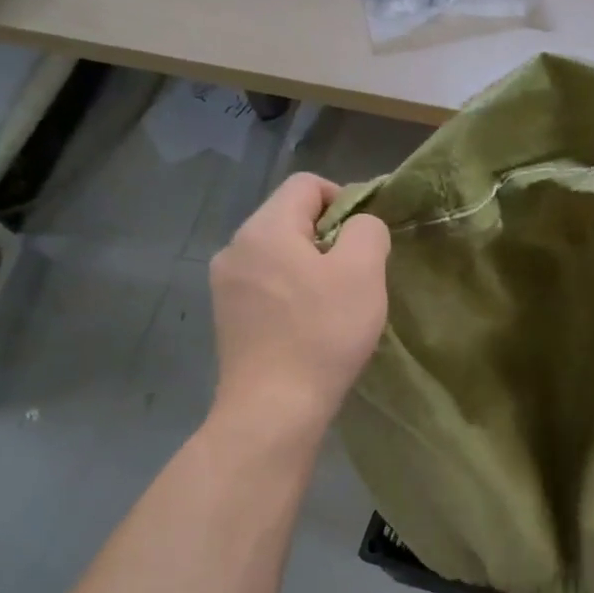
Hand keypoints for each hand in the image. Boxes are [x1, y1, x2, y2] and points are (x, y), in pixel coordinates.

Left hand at [209, 173, 390, 429]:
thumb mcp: (363, 273)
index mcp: (265, 228)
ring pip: (278, 255)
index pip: (306, 184)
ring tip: (335, 304)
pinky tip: (309, 326)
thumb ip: (368, 231)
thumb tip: (362, 226)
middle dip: (329, 237)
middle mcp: (235, 247)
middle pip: (289, 219)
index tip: (368, 238)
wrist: (274, 408)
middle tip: (358, 276)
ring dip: (311, 268)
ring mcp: (225, 285)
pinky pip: (266, 286)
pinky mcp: (227, 317)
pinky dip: (292, 293)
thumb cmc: (322, 334)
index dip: (345, 198)